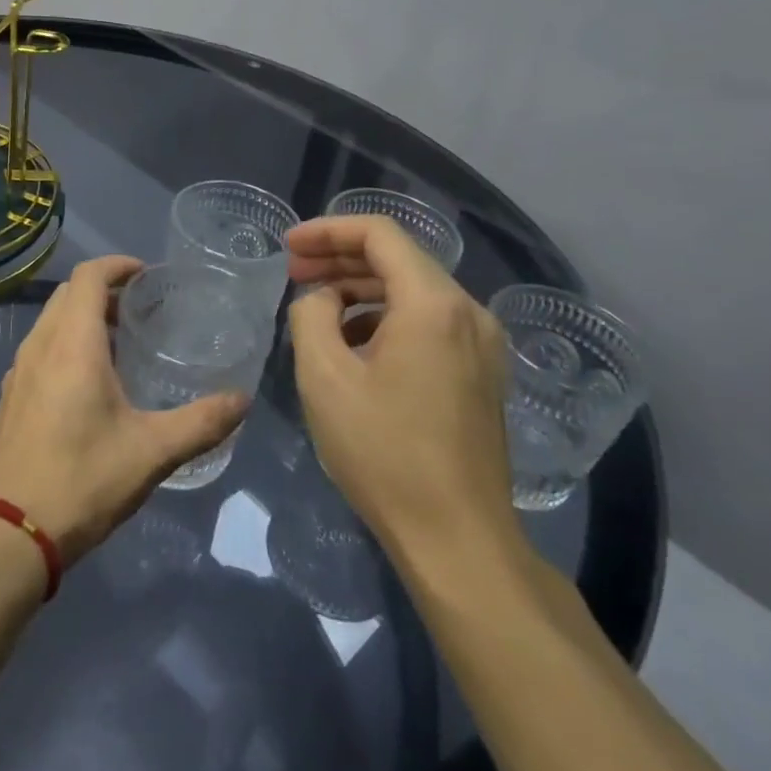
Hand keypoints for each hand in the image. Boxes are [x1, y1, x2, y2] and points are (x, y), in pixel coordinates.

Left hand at [0, 256, 250, 566]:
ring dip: (82, 317)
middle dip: (103, 289)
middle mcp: (40, 345)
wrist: (10, 532)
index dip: (117, 265)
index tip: (146, 274)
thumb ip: (201, 422)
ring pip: (50, 321)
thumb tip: (242, 400)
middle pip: (68, 294)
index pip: (89, 276)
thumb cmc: (82, 480)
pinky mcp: (10, 396)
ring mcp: (19, 371)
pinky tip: (88, 382)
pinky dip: (65, 342)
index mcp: (71, 343)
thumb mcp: (151, 452)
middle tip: (139, 308)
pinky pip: (40, 348)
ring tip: (119, 342)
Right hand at [286, 217, 520, 572]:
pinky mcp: (481, 374)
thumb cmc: (384, 452)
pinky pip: (428, 323)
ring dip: (360, 289)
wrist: (457, 540)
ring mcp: (482, 345)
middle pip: (398, 259)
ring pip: (413, 291)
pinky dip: (385, 318)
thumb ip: (312, 315)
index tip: (288, 247)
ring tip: (316, 308)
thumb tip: (322, 300)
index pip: (379, 234)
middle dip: (340, 258)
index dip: (327, 230)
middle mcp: (468, 313)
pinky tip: (352, 344)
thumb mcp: (324, 376)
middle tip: (293, 272)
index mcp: (433, 304)